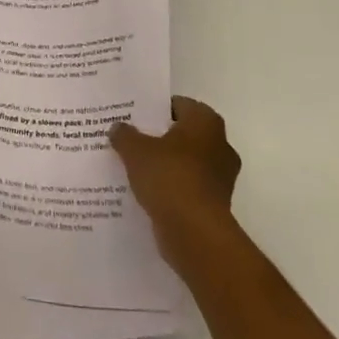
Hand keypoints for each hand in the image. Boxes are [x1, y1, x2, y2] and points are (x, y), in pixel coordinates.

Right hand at [110, 96, 242, 268]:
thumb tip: (118, 128)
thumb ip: (124, 134)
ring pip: (185, 162)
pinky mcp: (214, 204)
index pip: (178, 104)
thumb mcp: (135, 149)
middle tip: (130, 138)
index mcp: (206, 122)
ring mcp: (220, 177)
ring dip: (165, 165)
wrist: (195, 233)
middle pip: (182, 134)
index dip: (154, 109)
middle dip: (159, 137)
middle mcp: (220, 145)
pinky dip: (170, 188)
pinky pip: (187, 187)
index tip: (132, 115)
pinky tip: (146, 191)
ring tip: (134, 166)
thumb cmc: (169, 177)